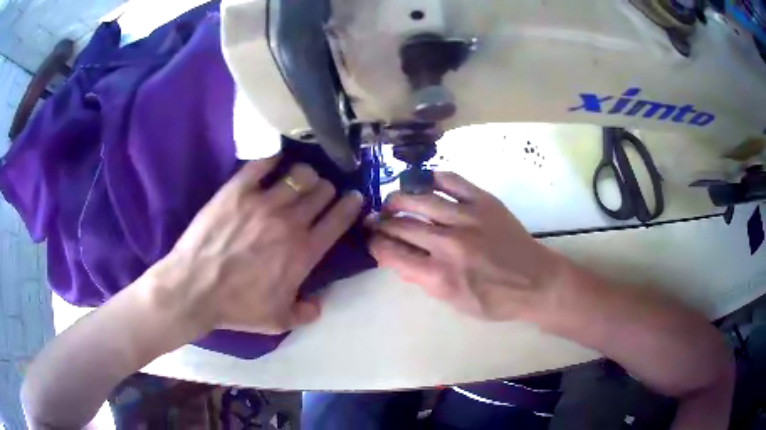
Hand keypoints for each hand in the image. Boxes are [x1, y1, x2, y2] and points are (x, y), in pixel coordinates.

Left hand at [151, 155, 363, 336]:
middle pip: (322, 190)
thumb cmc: (236, 307)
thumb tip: (320, 302)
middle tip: (319, 194)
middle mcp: (290, 222)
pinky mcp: (237, 190)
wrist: (194, 289)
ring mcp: (263, 202)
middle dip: (326, 190)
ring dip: (305, 175)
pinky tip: (275, 163)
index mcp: (304, 252)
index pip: (339, 219)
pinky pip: (263, 163)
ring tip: (299, 178)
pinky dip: (274, 160)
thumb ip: (306, 313)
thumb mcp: (278, 321)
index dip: (351, 205)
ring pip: (300, 174)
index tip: (353, 198)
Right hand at [366, 172, 563, 320]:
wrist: (536, 281)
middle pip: (400, 224)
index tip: (372, 239)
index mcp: (439, 275)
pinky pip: (451, 180)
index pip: (391, 253)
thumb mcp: (454, 302)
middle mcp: (448, 244)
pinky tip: (422, 183)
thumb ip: (423, 280)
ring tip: (393, 201)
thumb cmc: (495, 300)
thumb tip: (396, 256)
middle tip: (377, 220)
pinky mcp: (484, 201)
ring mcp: (467, 218)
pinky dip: (431, 179)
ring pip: (419, 198)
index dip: (374, 244)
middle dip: (381, 222)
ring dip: (398, 198)